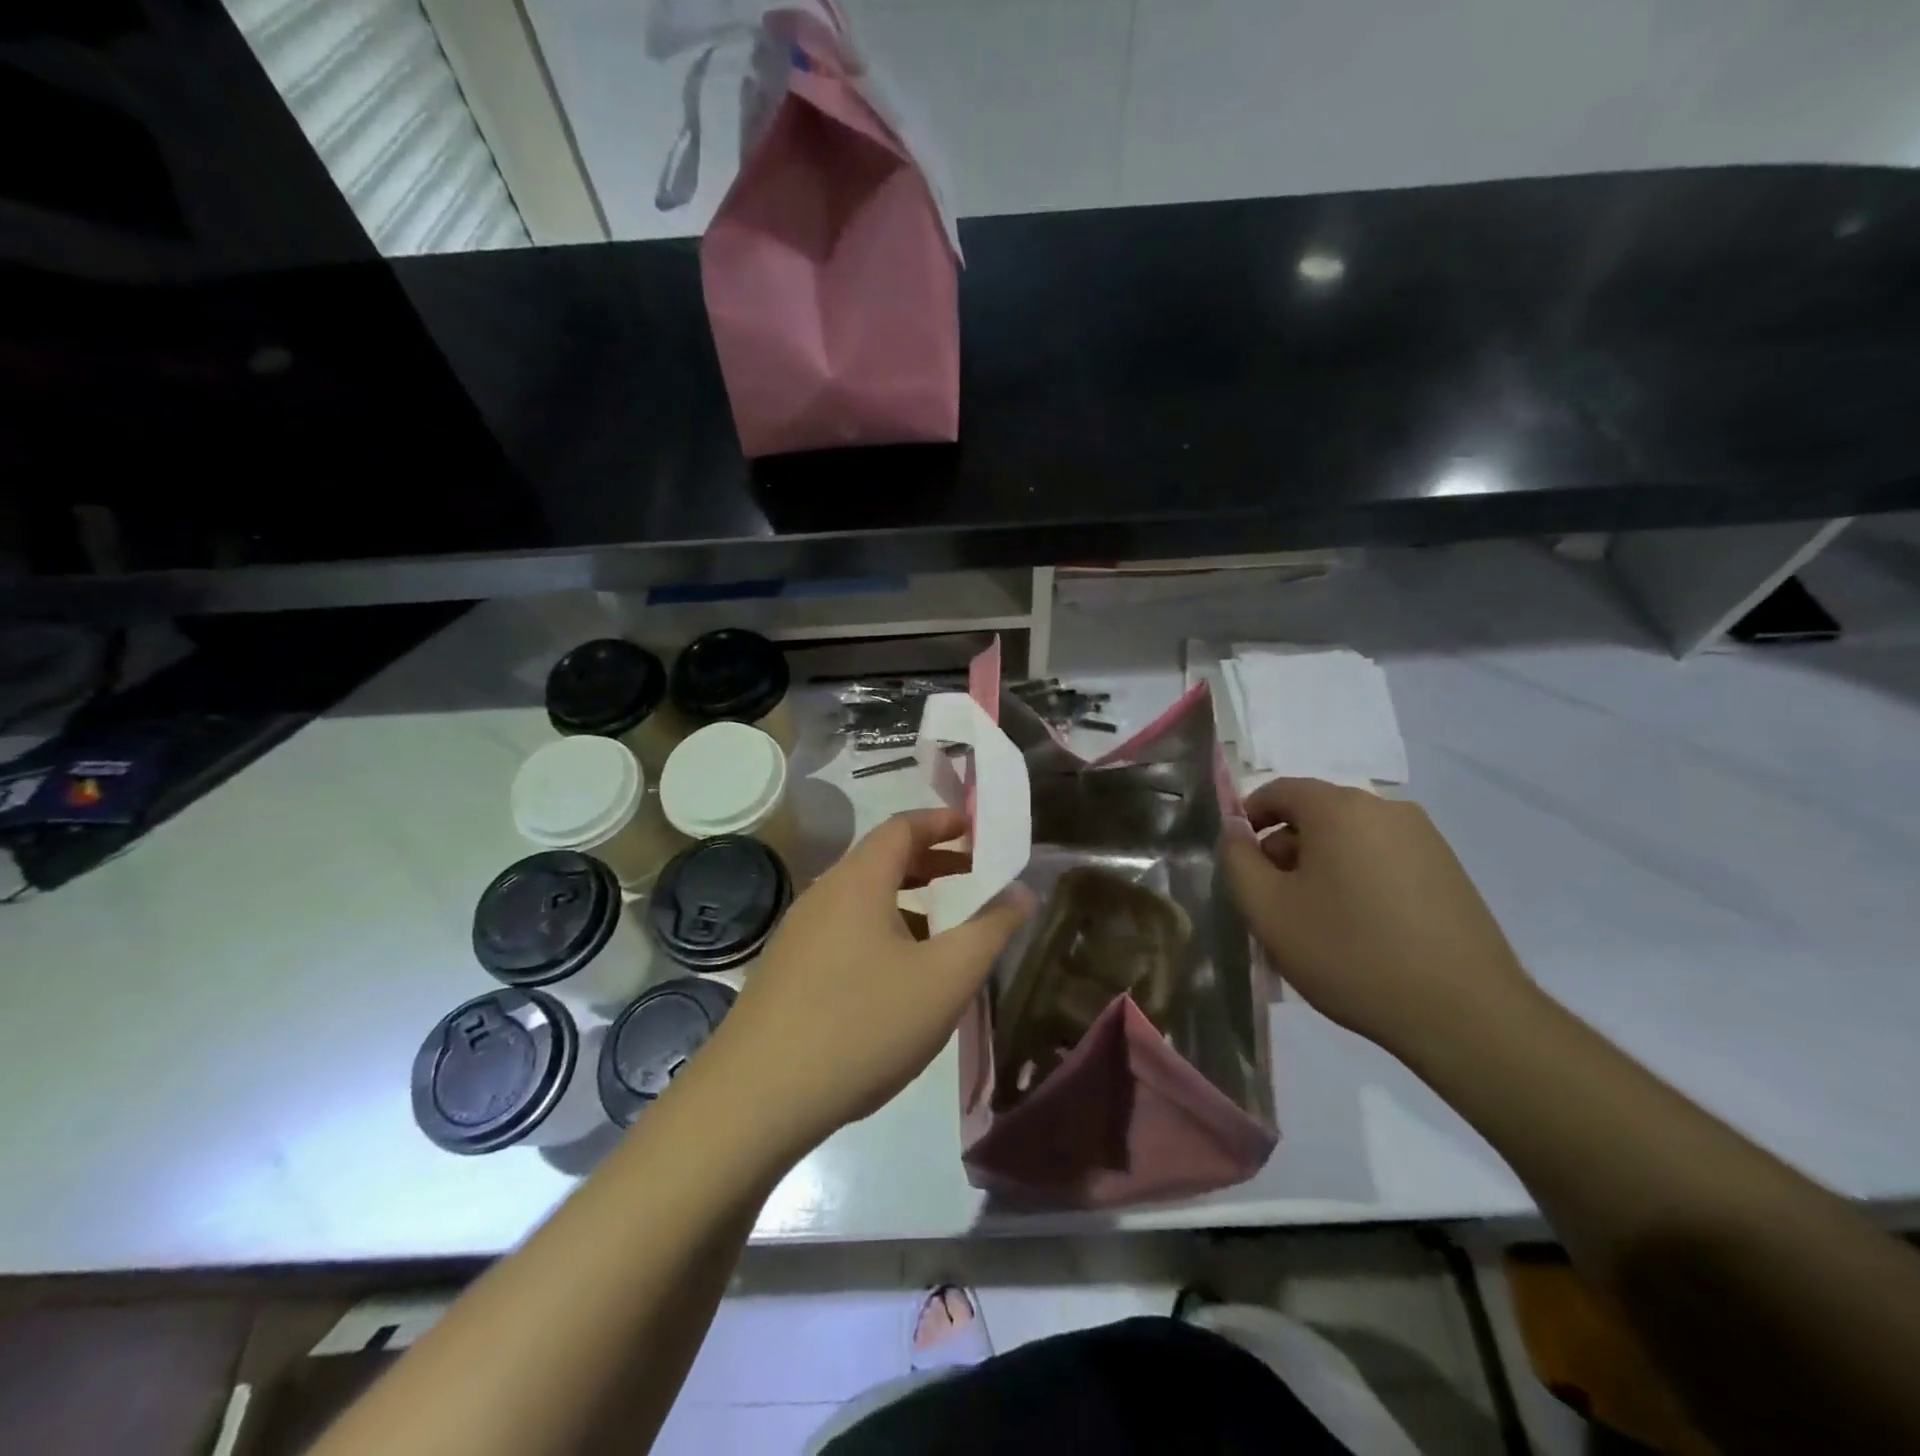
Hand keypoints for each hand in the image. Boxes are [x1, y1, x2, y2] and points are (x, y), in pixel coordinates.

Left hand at [704, 808, 1030, 1157]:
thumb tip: (1022, 891)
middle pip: (881, 859)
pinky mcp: (786, 970)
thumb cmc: (862, 1025)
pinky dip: (881, 930)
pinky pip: (844, 930)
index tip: (977, 830)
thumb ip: (990, 930)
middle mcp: (824, 894)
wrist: (754, 1099)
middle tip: (973, 877)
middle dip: (932, 862)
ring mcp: (798, 933)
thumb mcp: (945, 979)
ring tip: (944, 929)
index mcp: (859, 880)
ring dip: (907, 901)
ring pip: (862, 898)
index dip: (943, 822)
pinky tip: (897, 977)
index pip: (903, 826)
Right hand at [1222, 777, 1536, 1058]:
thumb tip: (1235, 830)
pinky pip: (1384, 860)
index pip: (1278, 791)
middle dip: (1286, 850)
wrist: (1464, 1014)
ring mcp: (1425, 838)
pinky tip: (1361, 930)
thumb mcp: (1268, 910)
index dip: (1248, 820)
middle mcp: (1385, 808)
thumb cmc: (1349, 953)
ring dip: (1322, 868)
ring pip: (1351, 839)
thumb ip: (1237, 860)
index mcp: (1338, 808)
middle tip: (1275, 902)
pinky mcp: (1449, 871)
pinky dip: (1359, 880)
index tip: (1240, 863)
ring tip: (1317, 922)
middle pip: (1316, 814)